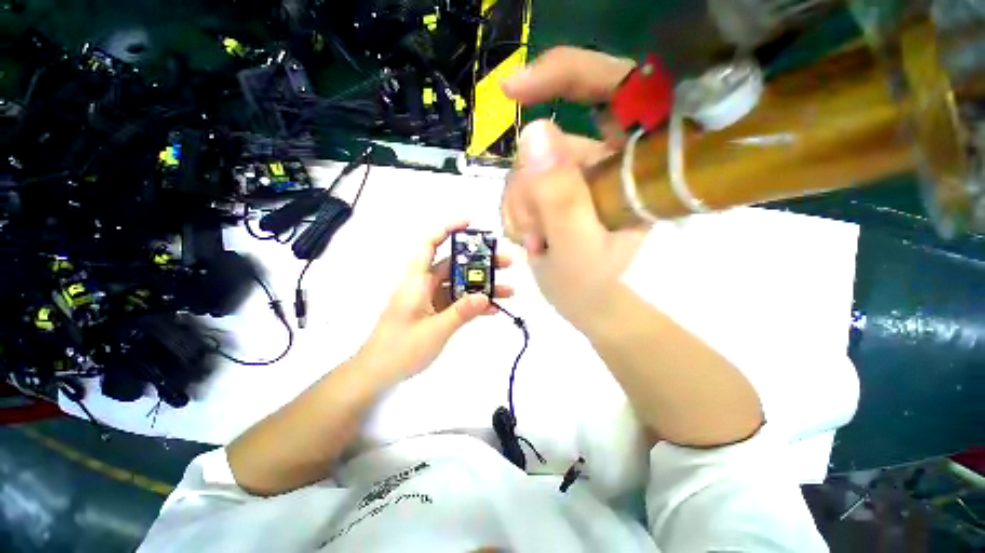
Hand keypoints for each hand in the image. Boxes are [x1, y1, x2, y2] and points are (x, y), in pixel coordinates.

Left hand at [356, 221, 511, 385]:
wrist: (378, 373)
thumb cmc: (400, 349)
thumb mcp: (434, 331)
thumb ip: (460, 313)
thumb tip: (485, 296)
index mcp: (417, 281)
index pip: (429, 245)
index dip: (447, 230)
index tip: (470, 224)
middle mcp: (424, 285)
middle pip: (454, 265)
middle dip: (480, 262)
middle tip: (506, 263)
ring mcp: (431, 299)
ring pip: (459, 285)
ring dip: (482, 286)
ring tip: (508, 290)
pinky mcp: (435, 312)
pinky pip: (457, 302)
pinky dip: (473, 304)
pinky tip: (493, 309)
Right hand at [499, 47, 648, 327]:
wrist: (584, 303)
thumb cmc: (590, 284)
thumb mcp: (576, 247)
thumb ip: (560, 197)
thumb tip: (534, 133)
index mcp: (633, 166)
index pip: (612, 89)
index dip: (564, 75)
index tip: (514, 90)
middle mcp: (606, 161)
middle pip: (551, 140)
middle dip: (529, 186)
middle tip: (533, 231)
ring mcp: (578, 174)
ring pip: (529, 166)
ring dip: (520, 205)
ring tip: (532, 241)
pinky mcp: (557, 188)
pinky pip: (521, 183)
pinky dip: (515, 210)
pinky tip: (527, 236)